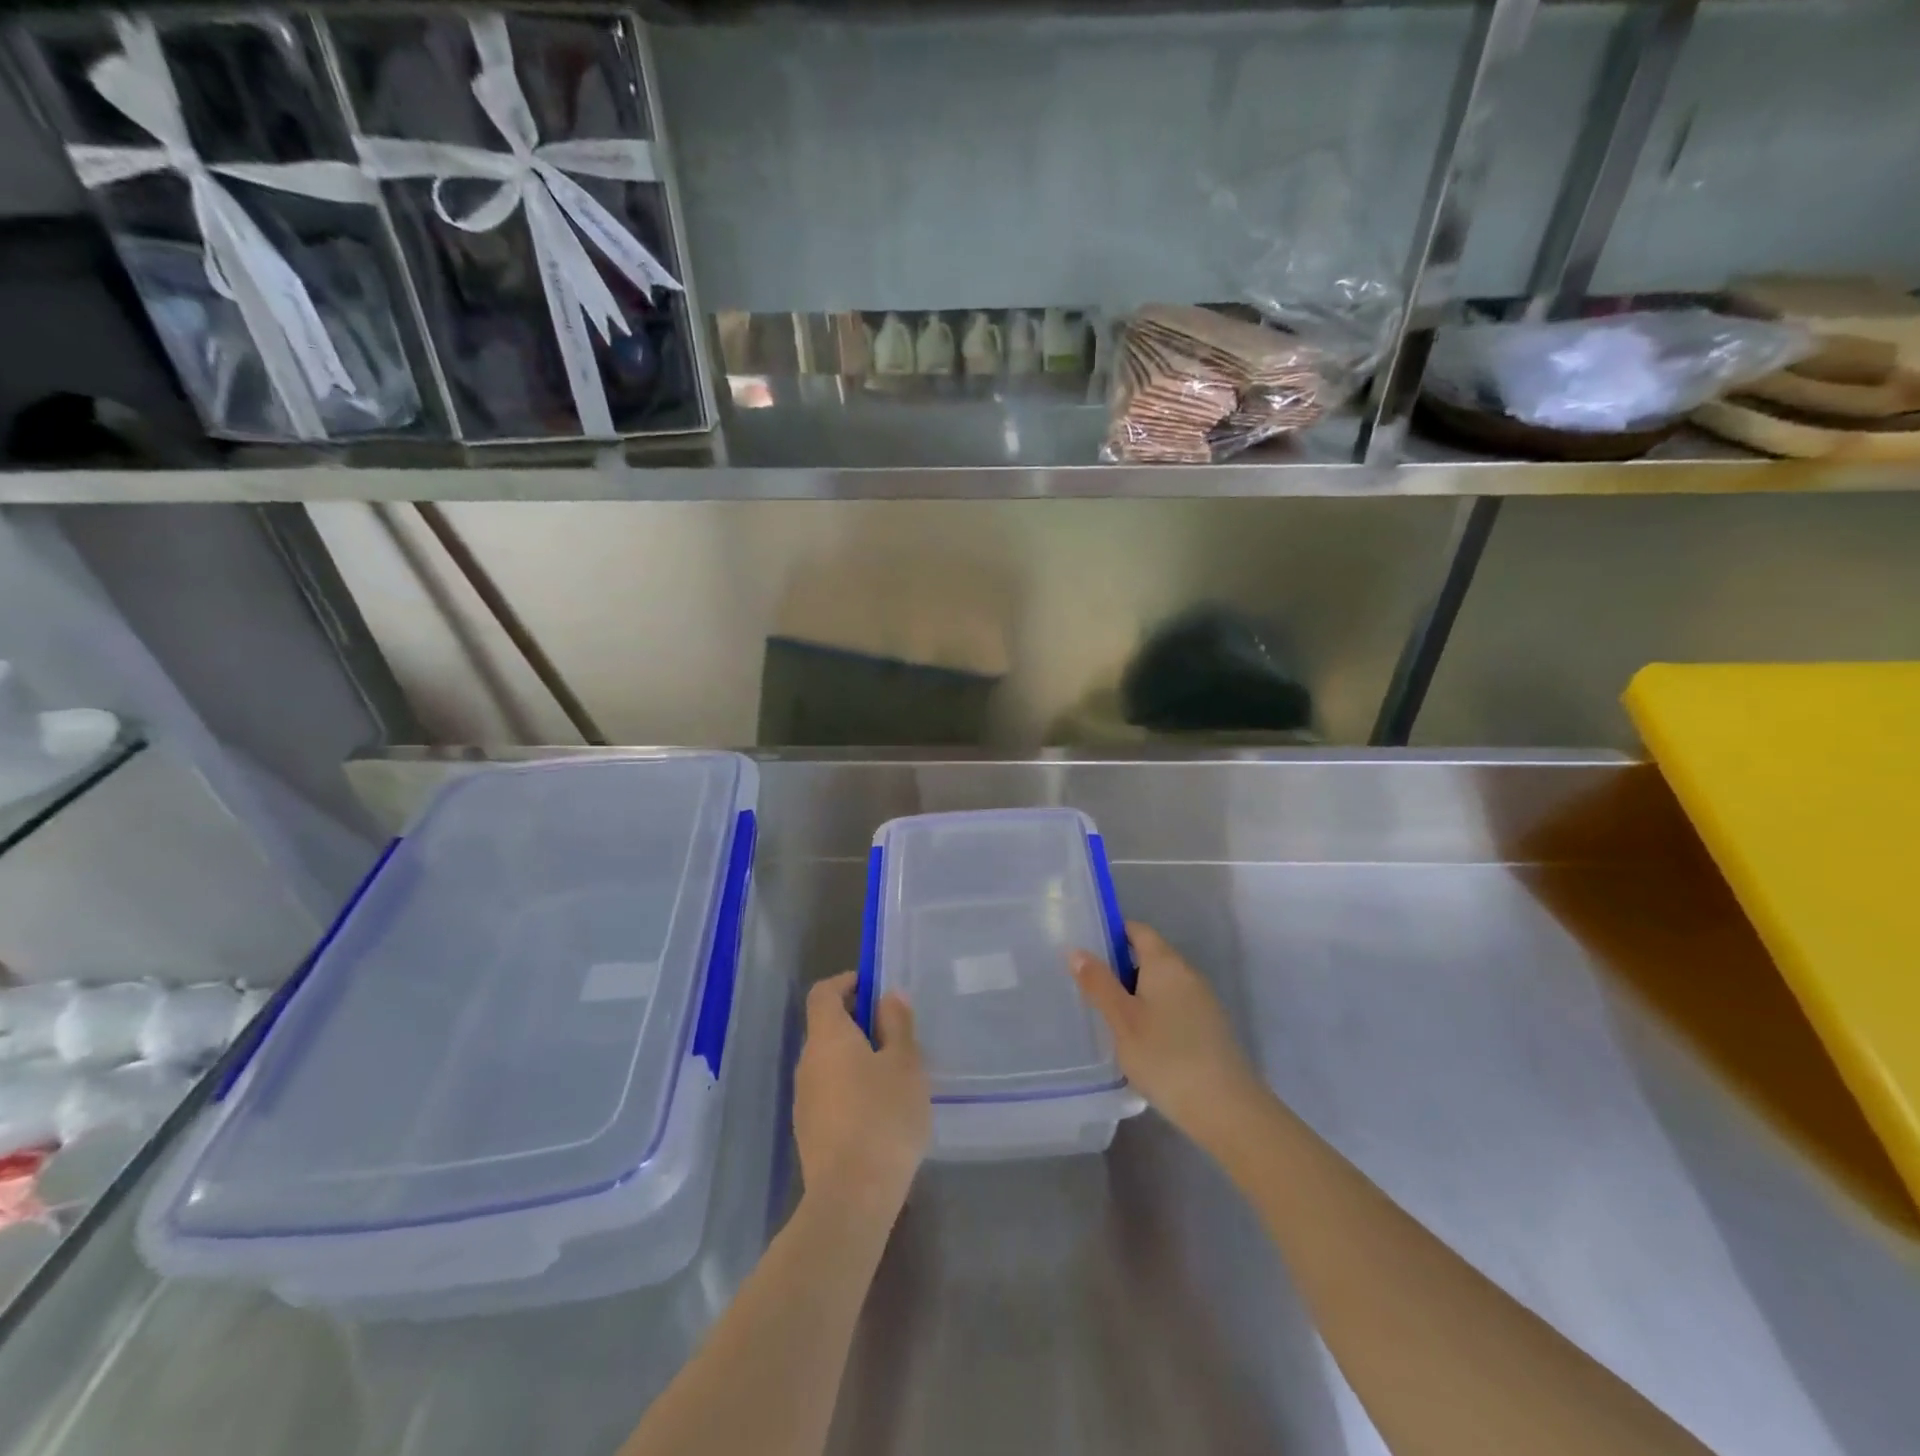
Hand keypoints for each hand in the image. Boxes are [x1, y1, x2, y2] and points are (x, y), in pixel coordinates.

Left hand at [795, 972, 929, 1223]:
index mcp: (827, 1037)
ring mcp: (803, 1100)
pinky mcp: (809, 1132)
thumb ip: (897, 1025)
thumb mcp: (905, 1064)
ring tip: (893, 1073)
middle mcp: (807, 1062)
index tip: (873, 987)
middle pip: (826, 1027)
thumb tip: (888, 995)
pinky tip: (879, 1110)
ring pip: (828, 1062)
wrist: (851, 1198)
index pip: (823, 993)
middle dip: (857, 1022)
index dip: (846, 983)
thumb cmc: (884, 1117)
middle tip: (895, 1033)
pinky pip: (829, 1092)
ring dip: (855, 1057)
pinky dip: (850, 1087)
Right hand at [1070, 922, 1266, 1150]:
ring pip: (1162, 984)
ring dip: (1136, 993)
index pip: (1138, 931)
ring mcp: (1203, 1001)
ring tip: (1108, 1016)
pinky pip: (1175, 1006)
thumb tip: (1077, 950)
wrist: (1227, 1109)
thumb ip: (1099, 984)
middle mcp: (1188, 973)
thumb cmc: (1166, 1057)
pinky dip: (1154, 1013)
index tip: (1086, 951)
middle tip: (1088, 987)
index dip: (1112, 933)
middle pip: (1150, 956)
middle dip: (1120, 967)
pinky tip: (1139, 1040)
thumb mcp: (1122, 1020)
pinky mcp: (1210, 1028)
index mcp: (1166, 963)